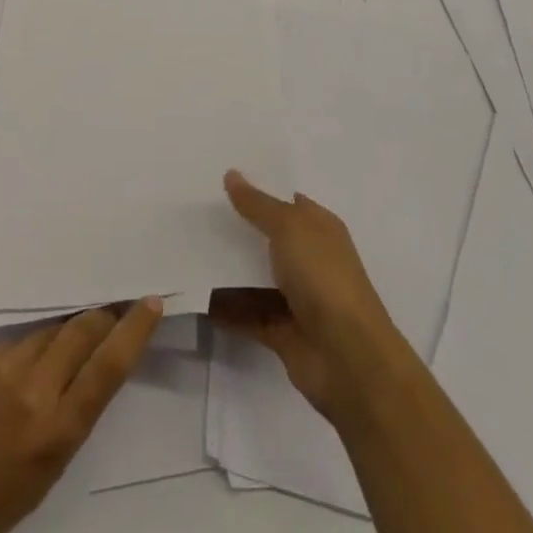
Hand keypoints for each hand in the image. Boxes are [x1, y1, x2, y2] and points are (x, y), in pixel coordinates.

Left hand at [0, 299, 161, 532]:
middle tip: (112, 309)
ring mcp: (3, 367)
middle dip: (101, 317)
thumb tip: (87, 368)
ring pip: (48, 332)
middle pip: (81, 331)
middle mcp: (35, 389)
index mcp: (58, 429)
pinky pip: (15, 344)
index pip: (108, 366)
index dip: (133, 330)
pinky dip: (26, 351)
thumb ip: (71, 414)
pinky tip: (14, 374)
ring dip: (62, 335)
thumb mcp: (48, 470)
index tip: (150, 302)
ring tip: (62, 347)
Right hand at [211, 171, 413, 428]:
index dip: (257, 190)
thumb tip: (232, 175)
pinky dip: (223, 307)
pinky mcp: (280, 331)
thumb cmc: (323, 277)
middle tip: (193, 213)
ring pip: (252, 276)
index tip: (218, 179)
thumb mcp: (289, 227)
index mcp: (319, 229)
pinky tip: (192, 293)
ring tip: (183, 250)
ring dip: (224, 268)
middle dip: (234, 228)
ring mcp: (295, 297)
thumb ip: (257, 204)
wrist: (348, 358)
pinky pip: (245, 313)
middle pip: (265, 238)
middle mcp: (309, 260)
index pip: (286, 201)